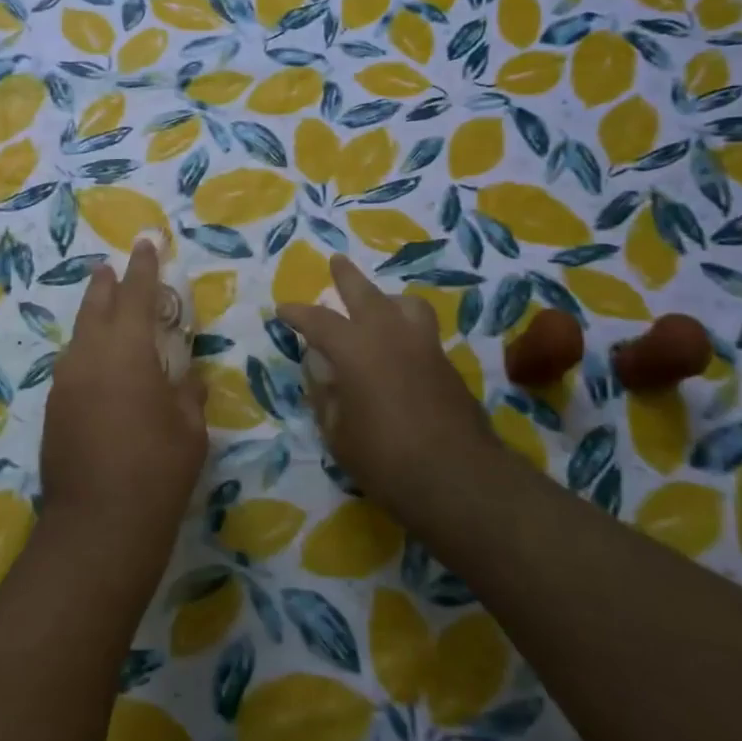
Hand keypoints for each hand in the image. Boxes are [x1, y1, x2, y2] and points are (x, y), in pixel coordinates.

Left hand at [41, 239, 208, 598]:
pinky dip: (87, 352)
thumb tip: (185, 377)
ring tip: (106, 310)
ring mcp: (65, 382)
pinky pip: (73, 365)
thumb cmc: (157, 471)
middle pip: (97, 306)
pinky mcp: (54, 409)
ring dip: (94, 317)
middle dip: (108, 284)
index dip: (144, 266)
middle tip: (113, 267)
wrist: (98, 527)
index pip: (137, 294)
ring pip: (80, 335)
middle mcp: (89, 356)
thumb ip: (187, 392)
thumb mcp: (189, 429)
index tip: (146, 242)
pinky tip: (98, 366)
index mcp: (127, 351)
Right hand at [279, 254, 495, 523]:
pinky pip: (421, 330)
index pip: (318, 320)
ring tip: (378, 306)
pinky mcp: (446, 364)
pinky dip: (405, 326)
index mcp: (354, 348)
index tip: (283, 310)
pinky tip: (398, 348)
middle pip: (365, 293)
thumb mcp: (337, 432)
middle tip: (336, 262)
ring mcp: (423, 346)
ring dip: (386, 298)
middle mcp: (389, 335)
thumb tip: (319, 366)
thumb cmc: (384, 458)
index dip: (297, 314)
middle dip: (346, 277)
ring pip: (404, 304)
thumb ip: (324, 393)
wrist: (458, 478)